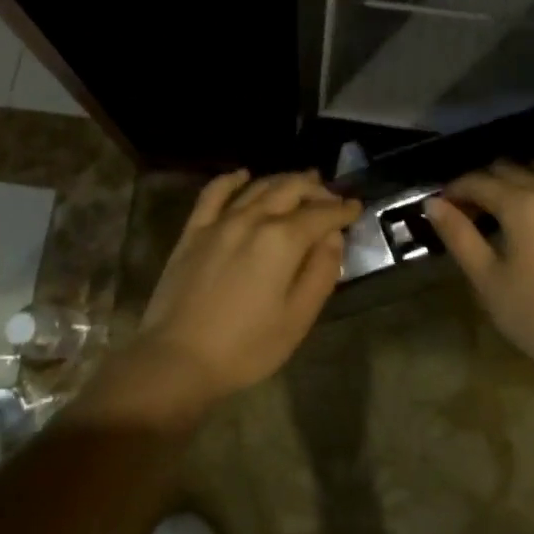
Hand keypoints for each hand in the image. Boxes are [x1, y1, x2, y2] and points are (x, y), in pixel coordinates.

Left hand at [133, 169, 360, 403]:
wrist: (178, 358)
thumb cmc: (246, 347)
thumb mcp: (298, 318)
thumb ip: (321, 272)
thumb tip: (333, 237)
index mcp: (283, 240)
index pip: (321, 214)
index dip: (342, 210)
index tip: (356, 207)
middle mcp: (253, 219)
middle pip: (290, 190)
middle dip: (315, 189)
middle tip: (330, 195)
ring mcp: (220, 221)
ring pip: (257, 187)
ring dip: (282, 180)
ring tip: (299, 182)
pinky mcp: (194, 230)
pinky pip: (214, 193)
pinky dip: (232, 180)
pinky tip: (243, 175)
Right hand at [425, 161, 533, 377]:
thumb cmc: (531, 314)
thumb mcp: (485, 277)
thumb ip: (458, 234)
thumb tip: (433, 203)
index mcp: (521, 204)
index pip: (477, 182)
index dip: (454, 191)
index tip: (439, 207)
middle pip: (508, 170)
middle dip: (481, 183)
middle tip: (464, 212)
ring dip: (515, 178)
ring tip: (499, 205)